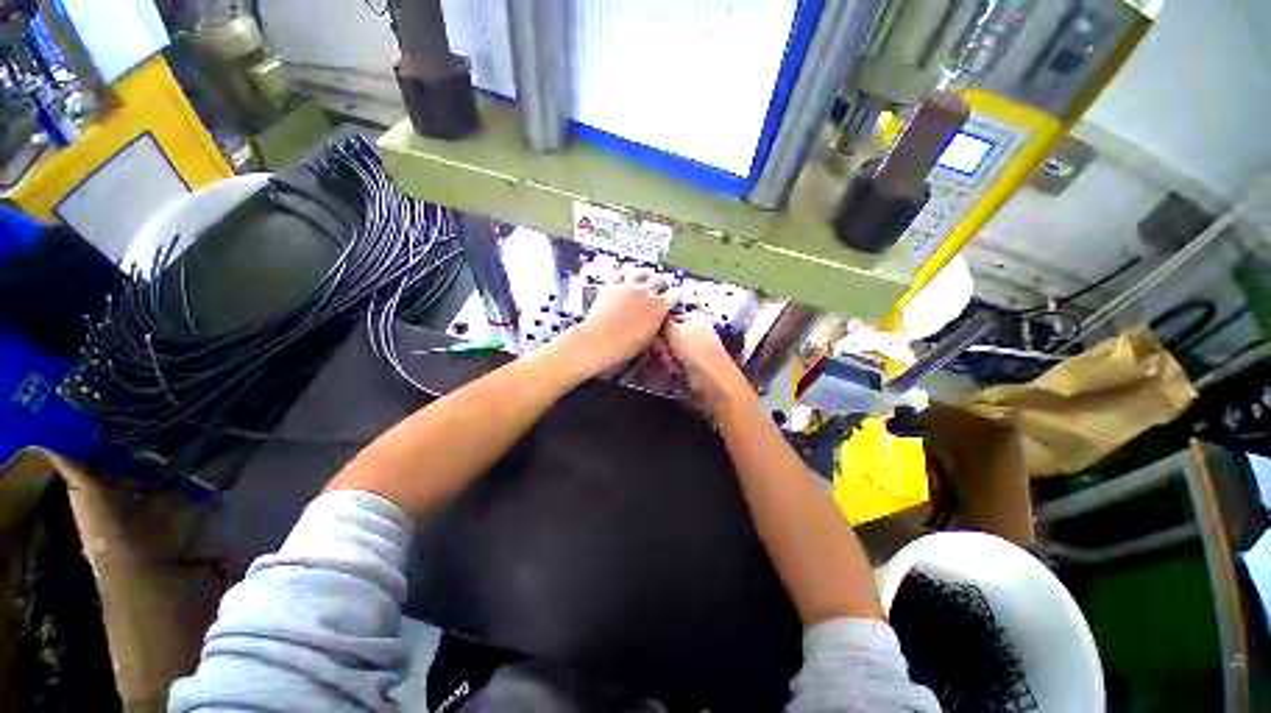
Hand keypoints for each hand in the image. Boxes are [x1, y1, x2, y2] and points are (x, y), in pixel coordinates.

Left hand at [567, 267, 678, 372]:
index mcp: (660, 307)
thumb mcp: (650, 338)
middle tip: (662, 287)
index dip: (676, 297)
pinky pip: (619, 273)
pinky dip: (624, 275)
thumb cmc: (626, 346)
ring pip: (641, 272)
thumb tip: (658, 319)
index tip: (675, 299)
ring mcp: (628, 286)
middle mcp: (646, 292)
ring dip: (645, 276)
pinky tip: (624, 278)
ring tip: (645, 278)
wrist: (601, 341)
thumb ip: (656, 323)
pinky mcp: (611, 285)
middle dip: (663, 283)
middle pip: (660, 279)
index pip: (675, 295)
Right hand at [661, 313, 753, 412]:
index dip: (660, 326)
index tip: (654, 334)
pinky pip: (677, 362)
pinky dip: (674, 366)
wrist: (711, 379)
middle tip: (665, 350)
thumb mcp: (674, 329)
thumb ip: (663, 322)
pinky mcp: (694, 364)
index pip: (670, 317)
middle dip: (664, 344)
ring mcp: (695, 348)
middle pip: (670, 335)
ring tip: (671, 363)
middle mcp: (696, 330)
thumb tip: (657, 319)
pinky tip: (676, 370)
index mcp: (695, 317)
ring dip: (667, 357)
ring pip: (671, 350)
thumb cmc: (693, 349)